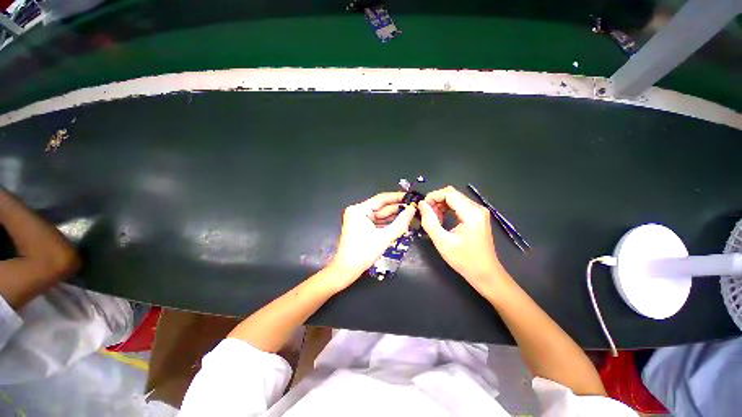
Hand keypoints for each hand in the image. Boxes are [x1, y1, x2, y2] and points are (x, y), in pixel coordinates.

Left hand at [328, 192, 416, 288]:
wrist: (346, 270)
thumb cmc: (363, 253)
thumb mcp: (384, 238)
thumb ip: (400, 223)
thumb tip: (412, 210)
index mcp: (359, 210)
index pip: (381, 199)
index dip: (397, 197)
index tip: (411, 197)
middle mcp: (358, 211)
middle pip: (381, 207)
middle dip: (397, 209)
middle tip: (414, 209)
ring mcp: (359, 219)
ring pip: (380, 215)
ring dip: (394, 217)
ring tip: (410, 216)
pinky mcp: (361, 226)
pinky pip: (377, 222)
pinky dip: (387, 224)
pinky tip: (400, 224)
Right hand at [419, 186, 507, 292]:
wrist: (485, 273)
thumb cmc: (464, 259)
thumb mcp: (442, 241)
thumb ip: (429, 221)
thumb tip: (421, 204)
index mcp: (471, 213)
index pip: (449, 193)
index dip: (433, 197)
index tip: (422, 208)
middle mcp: (477, 208)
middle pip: (452, 194)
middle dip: (436, 201)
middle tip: (427, 215)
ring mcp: (479, 212)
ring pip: (455, 199)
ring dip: (441, 205)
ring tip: (433, 219)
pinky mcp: (477, 216)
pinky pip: (459, 206)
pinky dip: (448, 209)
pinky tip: (442, 220)